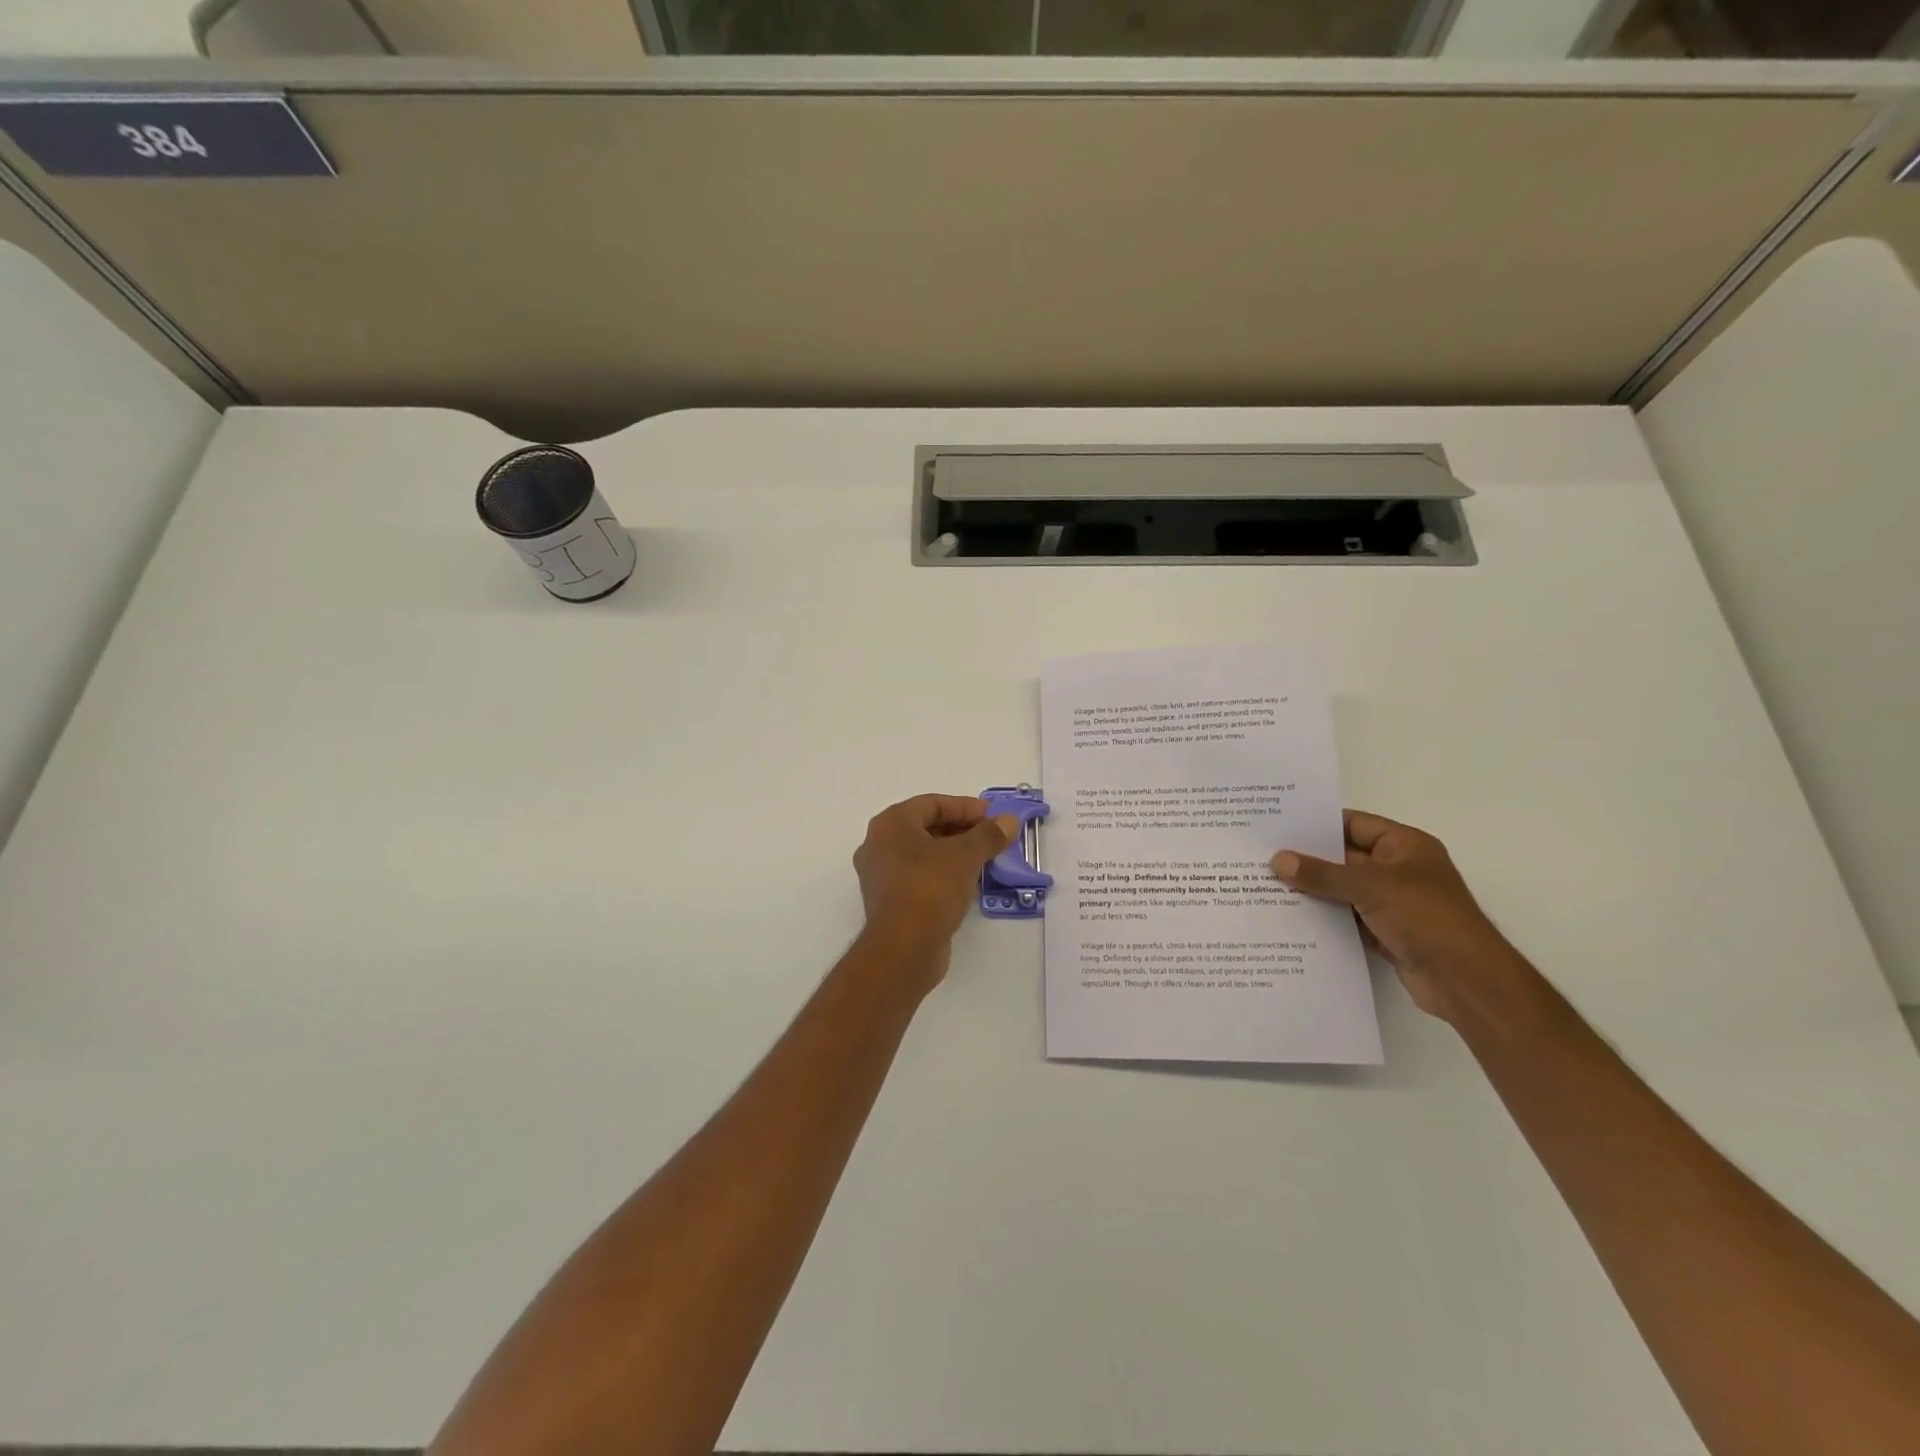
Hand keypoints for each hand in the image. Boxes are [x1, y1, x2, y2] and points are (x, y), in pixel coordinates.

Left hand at [853, 795, 1017, 980]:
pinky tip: (969, 884)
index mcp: (891, 824)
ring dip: (955, 854)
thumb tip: (1008, 821)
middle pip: (926, 828)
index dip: (965, 807)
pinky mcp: (890, 902)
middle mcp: (879, 845)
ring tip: (986, 859)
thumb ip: (988, 834)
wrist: (904, 949)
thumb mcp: (966, 856)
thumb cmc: (930, 888)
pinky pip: (920, 878)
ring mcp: (881, 876)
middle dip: (962, 831)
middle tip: (992, 837)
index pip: (932, 804)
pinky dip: (943, 875)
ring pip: (923, 854)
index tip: (993, 816)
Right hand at [1271, 810, 1530, 1023]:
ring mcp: (1392, 903)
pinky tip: (1288, 915)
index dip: (1318, 824)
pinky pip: (1346, 918)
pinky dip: (1323, 917)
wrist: (1465, 980)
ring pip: (1343, 890)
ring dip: (1312, 890)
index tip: (1278, 825)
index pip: (1354, 824)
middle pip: (1345, 858)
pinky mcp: (1385, 933)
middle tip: (1263, 854)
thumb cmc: (1425, 917)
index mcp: (1405, 846)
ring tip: (1265, 884)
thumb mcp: (1369, 887)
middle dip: (1308, 859)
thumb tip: (1277, 859)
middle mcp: (1399, 870)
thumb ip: (1322, 874)